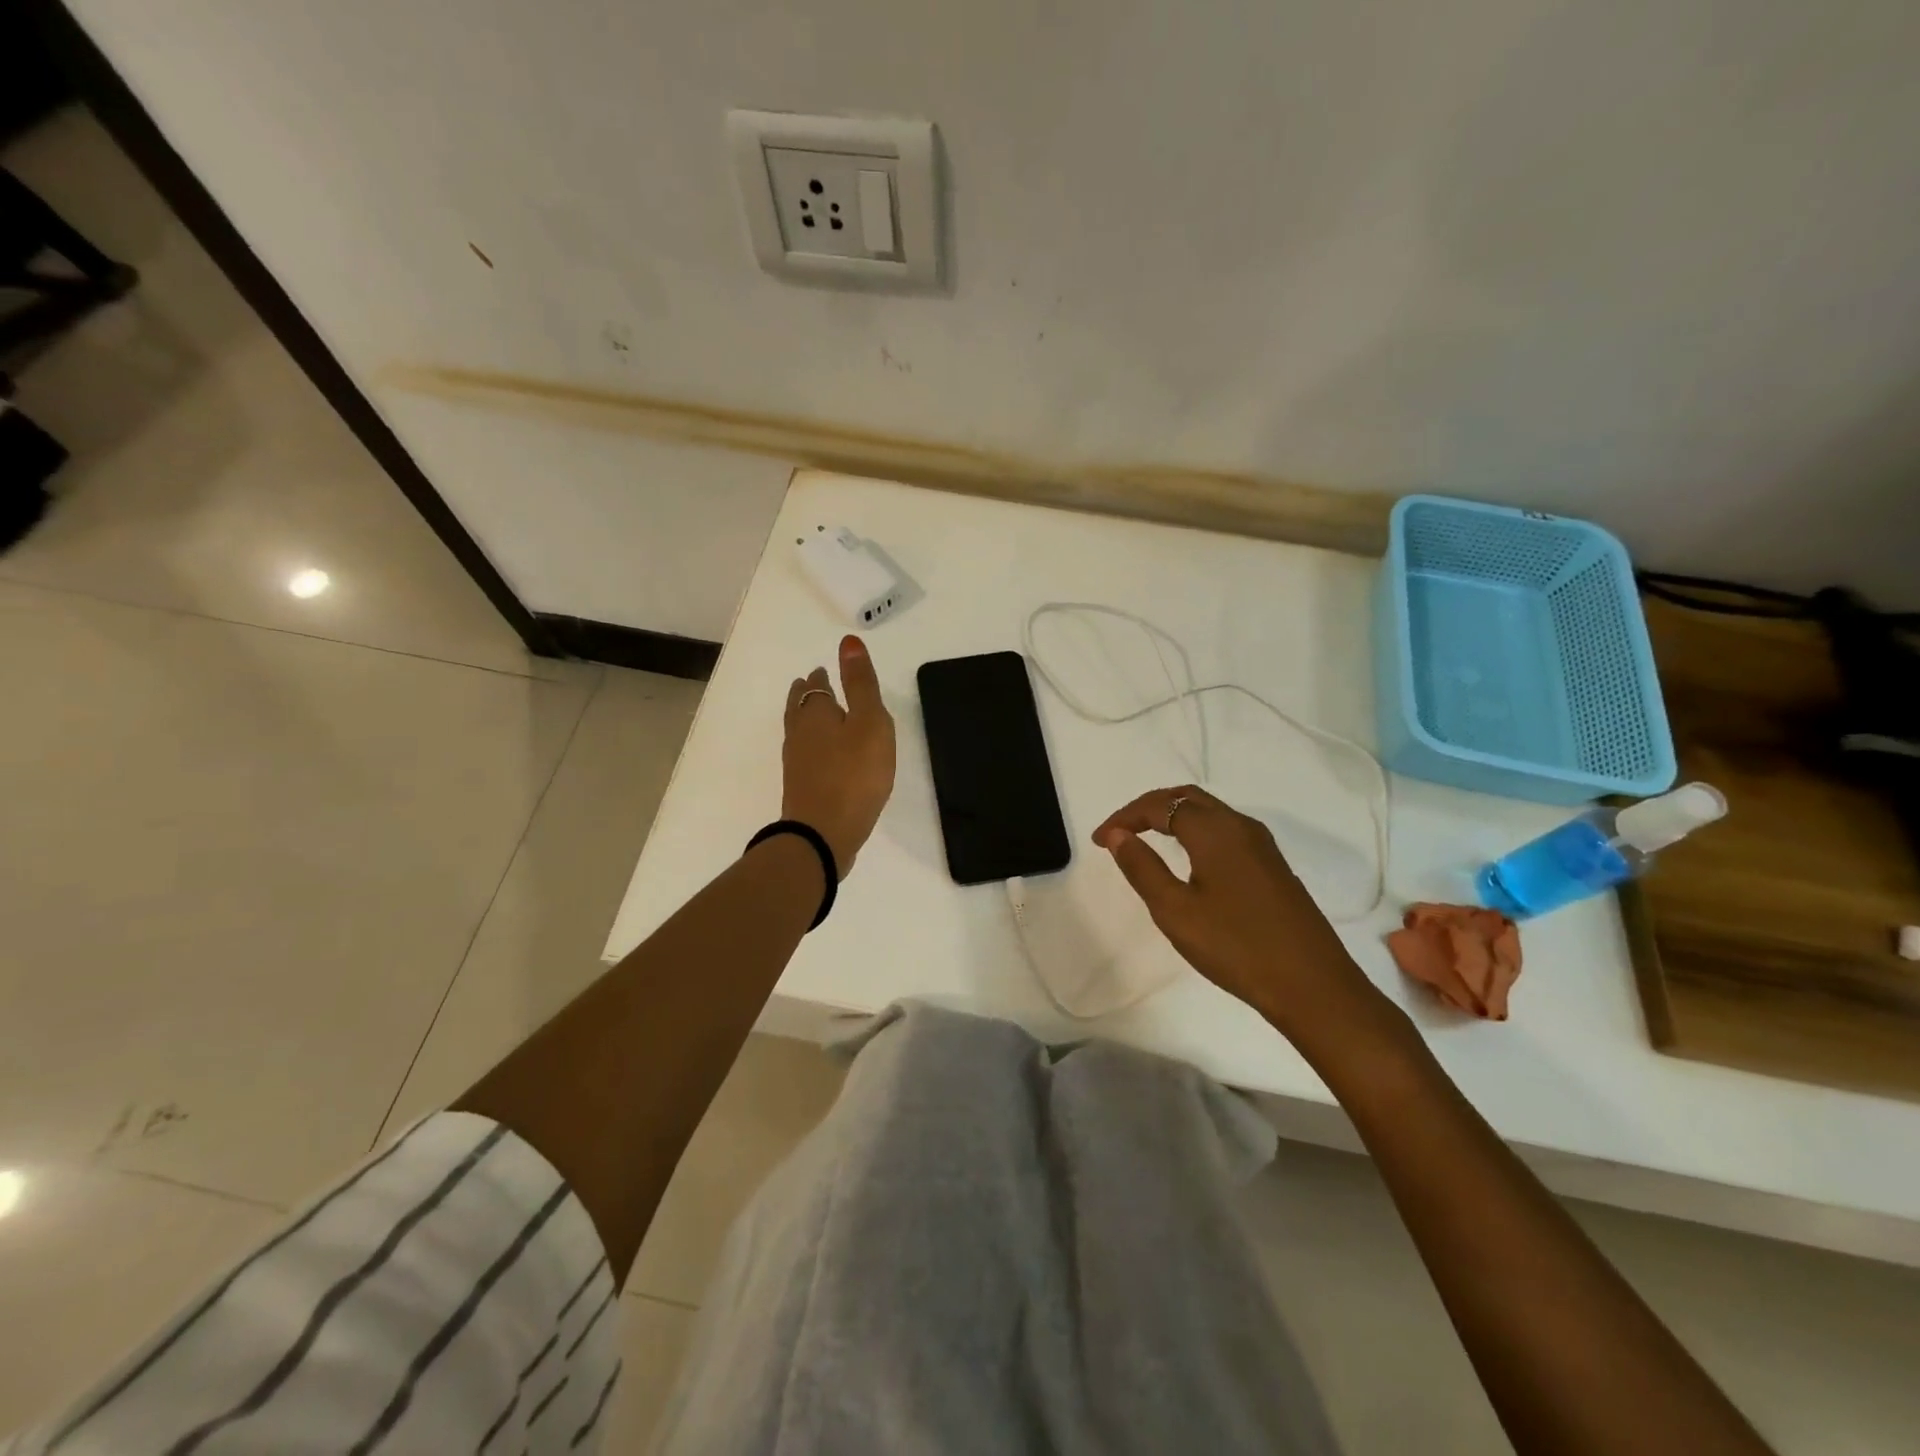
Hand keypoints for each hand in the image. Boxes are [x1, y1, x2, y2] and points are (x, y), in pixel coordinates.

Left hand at [782, 636, 896, 874]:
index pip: (816, 687)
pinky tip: (821, 756)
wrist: (823, 835)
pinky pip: (804, 755)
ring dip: (805, 717)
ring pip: (798, 730)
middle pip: (799, 706)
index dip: (821, 678)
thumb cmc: (854, 775)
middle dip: (807, 693)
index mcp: (816, 714)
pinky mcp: (801, 788)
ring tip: (816, 714)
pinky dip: (810, 744)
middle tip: (812, 684)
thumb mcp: (869, 723)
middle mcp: (799, 734)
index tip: (823, 671)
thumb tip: (848, 641)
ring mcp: (796, 763)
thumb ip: (861, 684)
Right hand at [1094, 785, 1385, 1054]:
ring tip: (1145, 838)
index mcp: (1215, 831)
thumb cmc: (1236, 947)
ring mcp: (1262, 845)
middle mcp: (1240, 826)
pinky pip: (1225, 830)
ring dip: (1173, 816)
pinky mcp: (1272, 865)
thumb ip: (1142, 868)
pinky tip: (1187, 857)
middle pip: (1187, 797)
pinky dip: (1194, 830)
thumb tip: (1118, 835)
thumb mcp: (1176, 911)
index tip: (1098, 841)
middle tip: (1119, 831)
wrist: (1313, 986)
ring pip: (1209, 811)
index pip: (1160, 806)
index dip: (1125, 817)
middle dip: (1148, 808)